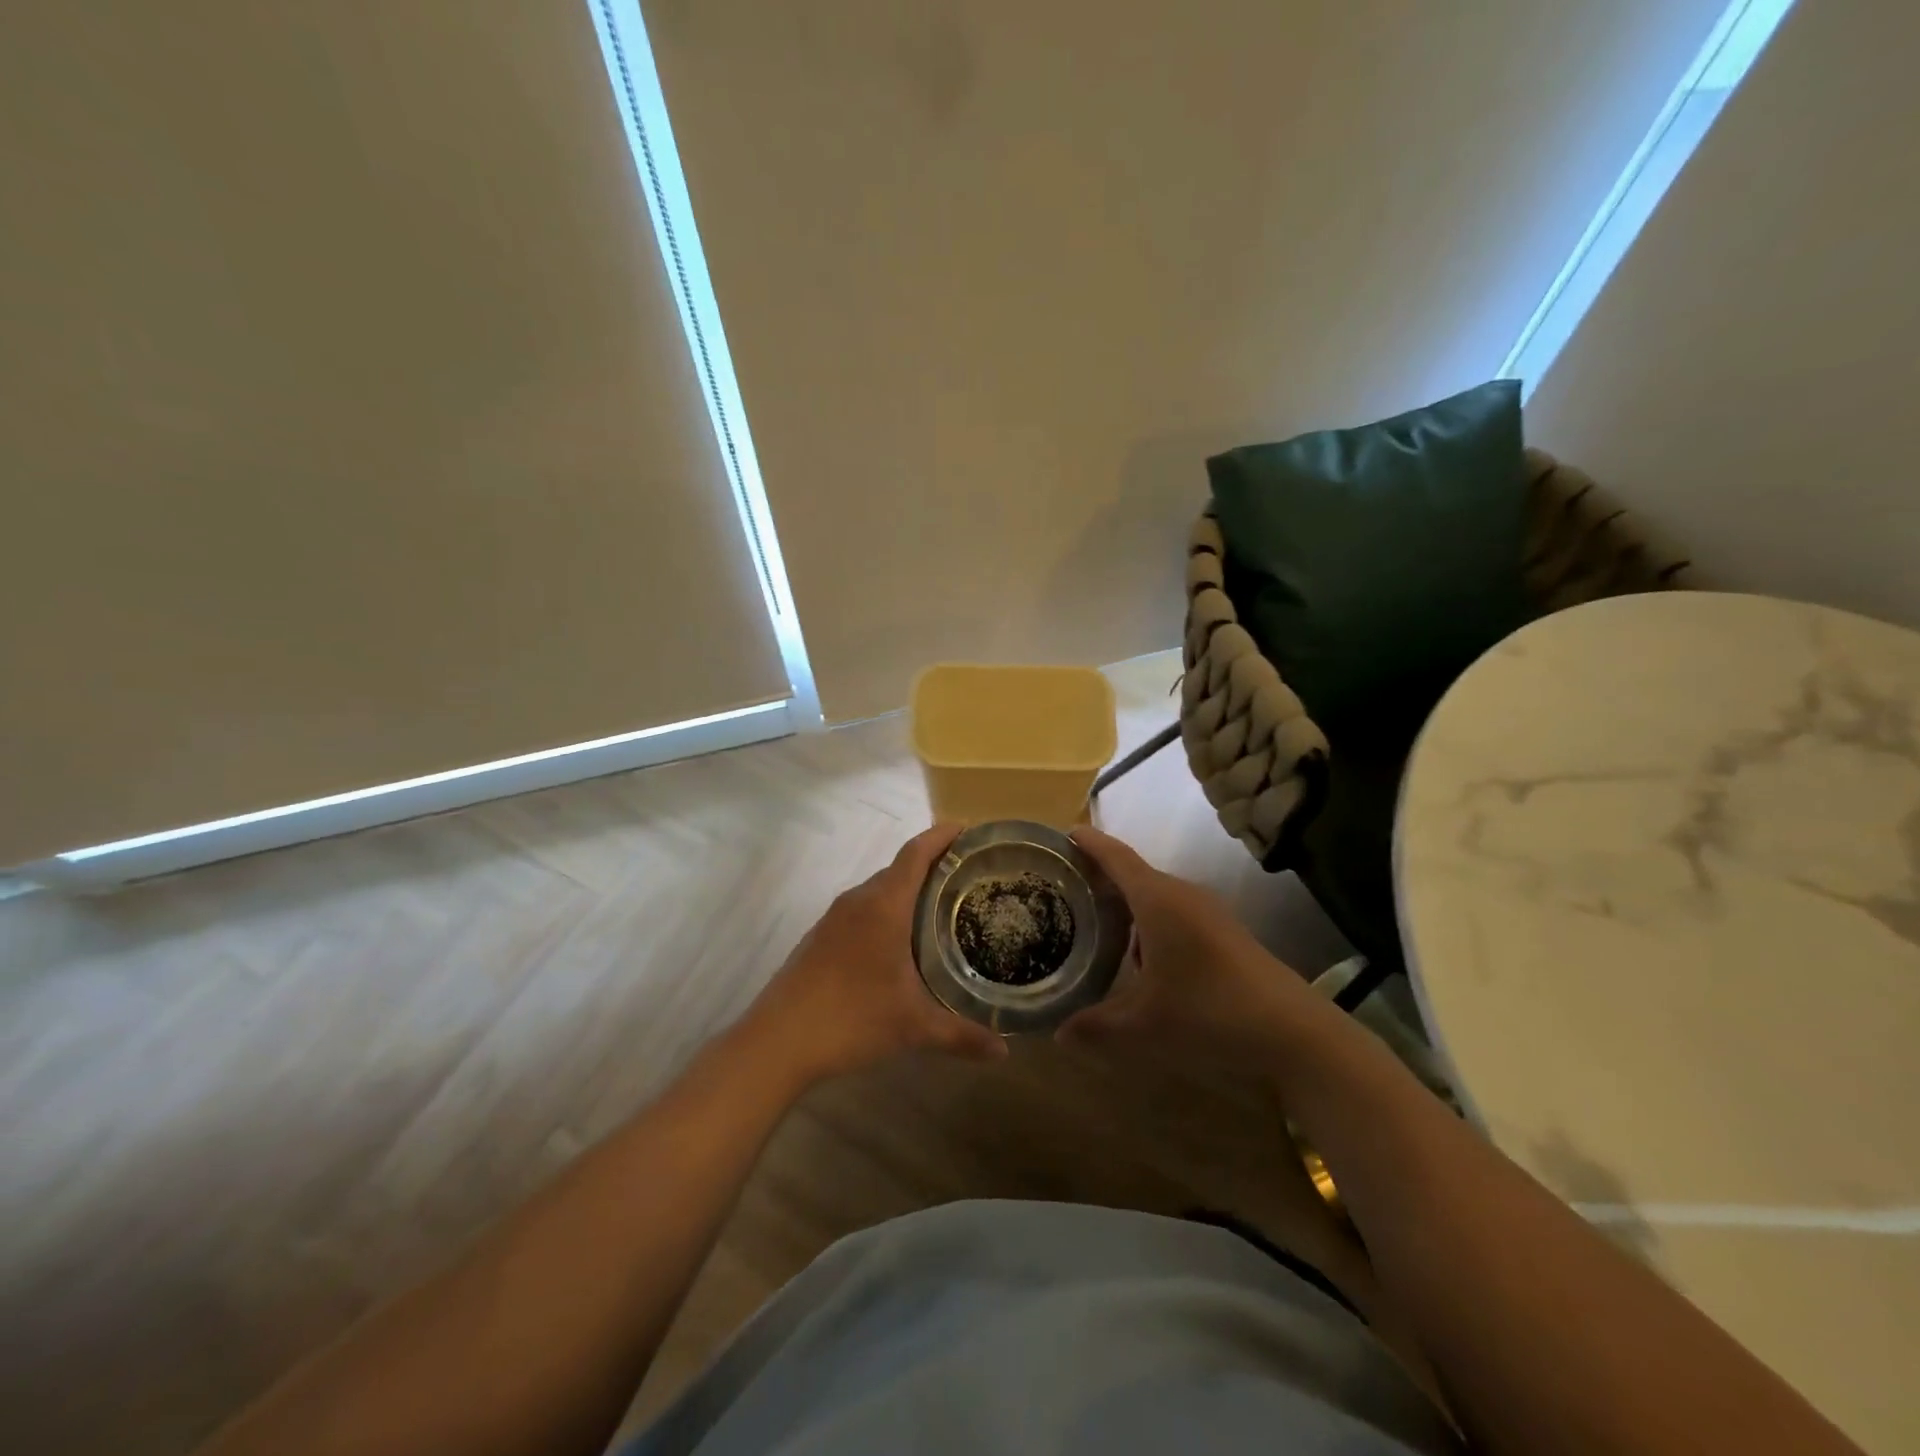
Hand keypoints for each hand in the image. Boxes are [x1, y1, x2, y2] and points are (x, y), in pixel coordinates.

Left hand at [740, 825, 1009, 1084]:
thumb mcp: (914, 1027)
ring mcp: (834, 918)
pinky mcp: (820, 936)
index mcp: (884, 905)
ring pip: (878, 890)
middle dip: (931, 866)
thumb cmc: (851, 1018)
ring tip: (939, 908)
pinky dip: (885, 911)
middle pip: (898, 868)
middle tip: (966, 878)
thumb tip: (1004, 1052)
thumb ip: (961, 1035)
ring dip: (906, 890)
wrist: (777, 1040)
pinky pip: (861, 910)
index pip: (916, 853)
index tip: (967, 828)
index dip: (941, 836)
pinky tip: (897, 942)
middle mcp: (858, 901)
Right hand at [1057, 828, 1316, 1056]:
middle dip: (1099, 875)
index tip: (1063, 832)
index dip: (1089, 842)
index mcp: (1157, 900)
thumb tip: (1057, 1033)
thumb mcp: (1144, 1025)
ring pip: (1155, 895)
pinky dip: (1147, 921)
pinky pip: (1174, 912)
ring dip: (1125, 902)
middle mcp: (1182, 895)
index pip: (1116, 856)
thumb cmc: (1209, 1013)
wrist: (1294, 1031)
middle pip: (1133, 872)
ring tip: (1093, 919)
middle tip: (1063, 884)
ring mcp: (1207, 912)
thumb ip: (1096, 1026)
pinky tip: (1137, 955)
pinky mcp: (1223, 931)